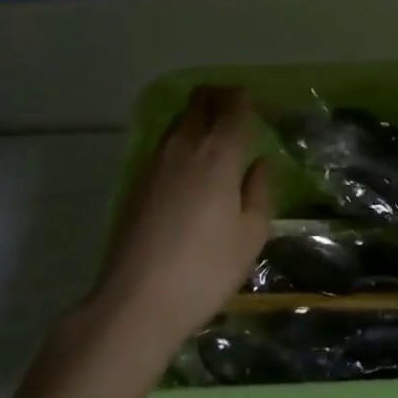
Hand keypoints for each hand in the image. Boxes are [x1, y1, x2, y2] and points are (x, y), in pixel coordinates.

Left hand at [91, 86, 272, 350]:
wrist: (135, 301)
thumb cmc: (205, 269)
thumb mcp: (250, 236)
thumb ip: (260, 191)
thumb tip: (261, 163)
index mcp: (219, 153)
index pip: (234, 106)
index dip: (246, 98)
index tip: (257, 104)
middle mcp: (186, 145)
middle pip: (201, 100)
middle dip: (220, 96)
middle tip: (236, 110)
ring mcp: (156, 160)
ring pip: (180, 118)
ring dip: (199, 115)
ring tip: (215, 137)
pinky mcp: (138, 179)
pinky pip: (166, 142)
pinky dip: (182, 138)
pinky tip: (190, 166)